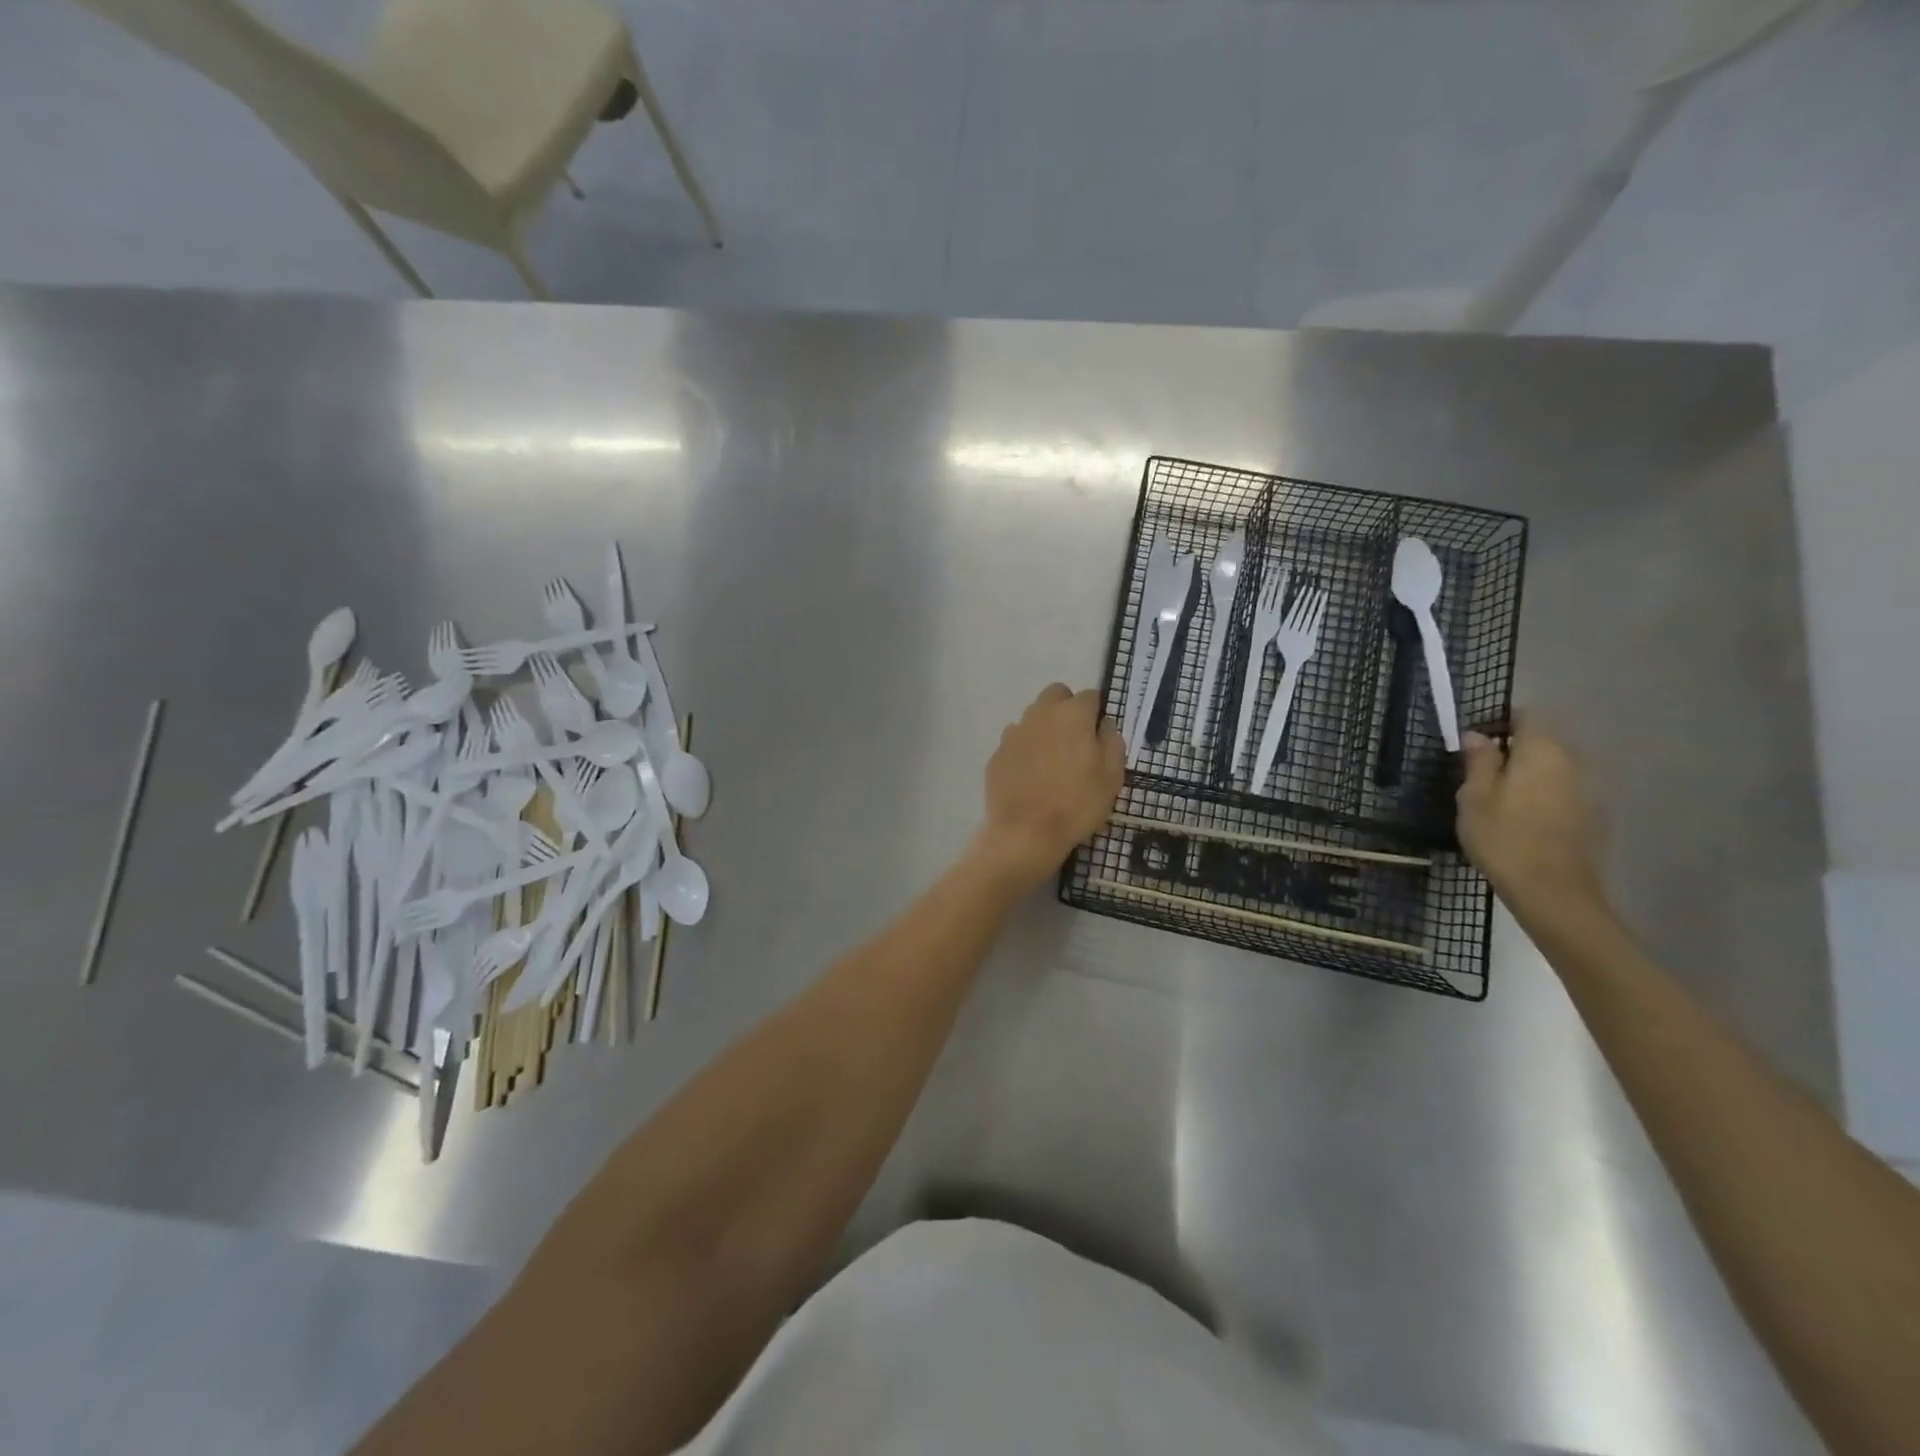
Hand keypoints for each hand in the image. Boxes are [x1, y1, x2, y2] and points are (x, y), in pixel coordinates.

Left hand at [974, 683, 1124, 891]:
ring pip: (1033, 716)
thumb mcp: (1112, 776)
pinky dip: (1025, 749)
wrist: (1025, 833)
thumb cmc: (1077, 804)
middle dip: (1067, 708)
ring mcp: (1014, 732)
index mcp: (1072, 715)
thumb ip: (1112, 741)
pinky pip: (1016, 741)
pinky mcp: (997, 753)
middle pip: (1056, 695)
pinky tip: (1031, 775)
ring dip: (1045, 727)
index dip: (1097, 712)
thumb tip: (1105, 724)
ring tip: (1052, 761)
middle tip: (1076, 740)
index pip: (1090, 696)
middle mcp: (1040, 714)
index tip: (1100, 734)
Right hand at [1456, 713, 1608, 927]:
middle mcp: (1574, 762)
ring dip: (1530, 773)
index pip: (1528, 715)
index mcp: (1542, 752)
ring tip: (1501, 797)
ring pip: (1556, 767)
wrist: (1554, 893)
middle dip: (1514, 748)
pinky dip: (1545, 794)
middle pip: (1544, 741)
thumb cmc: (1504, 838)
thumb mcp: (1475, 797)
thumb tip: (1477, 735)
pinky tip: (1525, 819)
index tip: (1476, 739)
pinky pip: (1566, 791)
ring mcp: (1590, 790)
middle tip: (1481, 772)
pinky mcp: (1595, 816)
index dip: (1501, 720)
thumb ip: (1478, 761)